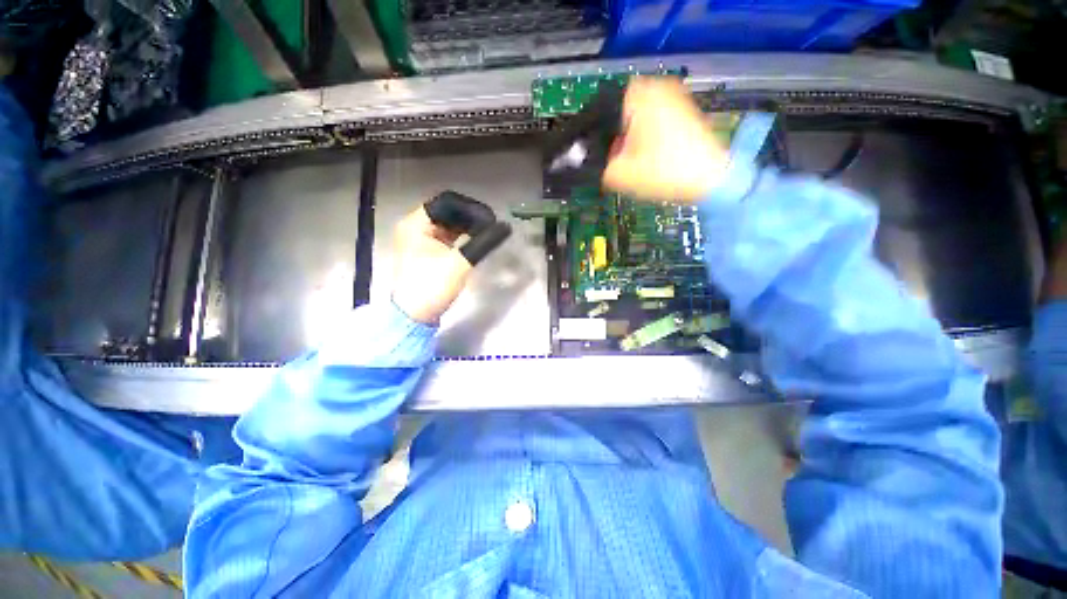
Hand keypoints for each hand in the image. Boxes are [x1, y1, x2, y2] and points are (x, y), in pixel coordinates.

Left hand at [392, 191, 511, 323]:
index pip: (447, 202)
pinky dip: (461, 237)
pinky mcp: (425, 250)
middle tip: (491, 227)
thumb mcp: (459, 263)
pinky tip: (475, 241)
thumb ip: (482, 242)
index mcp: (416, 223)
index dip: (470, 208)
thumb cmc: (432, 286)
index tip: (490, 220)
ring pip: (447, 224)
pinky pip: (446, 236)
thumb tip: (505, 227)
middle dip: (470, 217)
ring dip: (467, 227)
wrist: (415, 316)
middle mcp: (415, 226)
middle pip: (447, 212)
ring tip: (486, 234)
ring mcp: (419, 239)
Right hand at [602, 77, 729, 202]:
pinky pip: (659, 120)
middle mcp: (659, 87)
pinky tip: (655, 155)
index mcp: (639, 94)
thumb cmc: (662, 171)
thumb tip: (597, 159)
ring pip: (642, 116)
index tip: (605, 149)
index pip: (607, 104)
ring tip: (639, 158)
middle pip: (625, 110)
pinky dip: (652, 136)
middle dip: (620, 133)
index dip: (602, 129)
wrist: (710, 178)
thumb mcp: (618, 174)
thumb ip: (599, 165)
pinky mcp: (688, 112)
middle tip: (622, 155)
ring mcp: (677, 97)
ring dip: (635, 136)